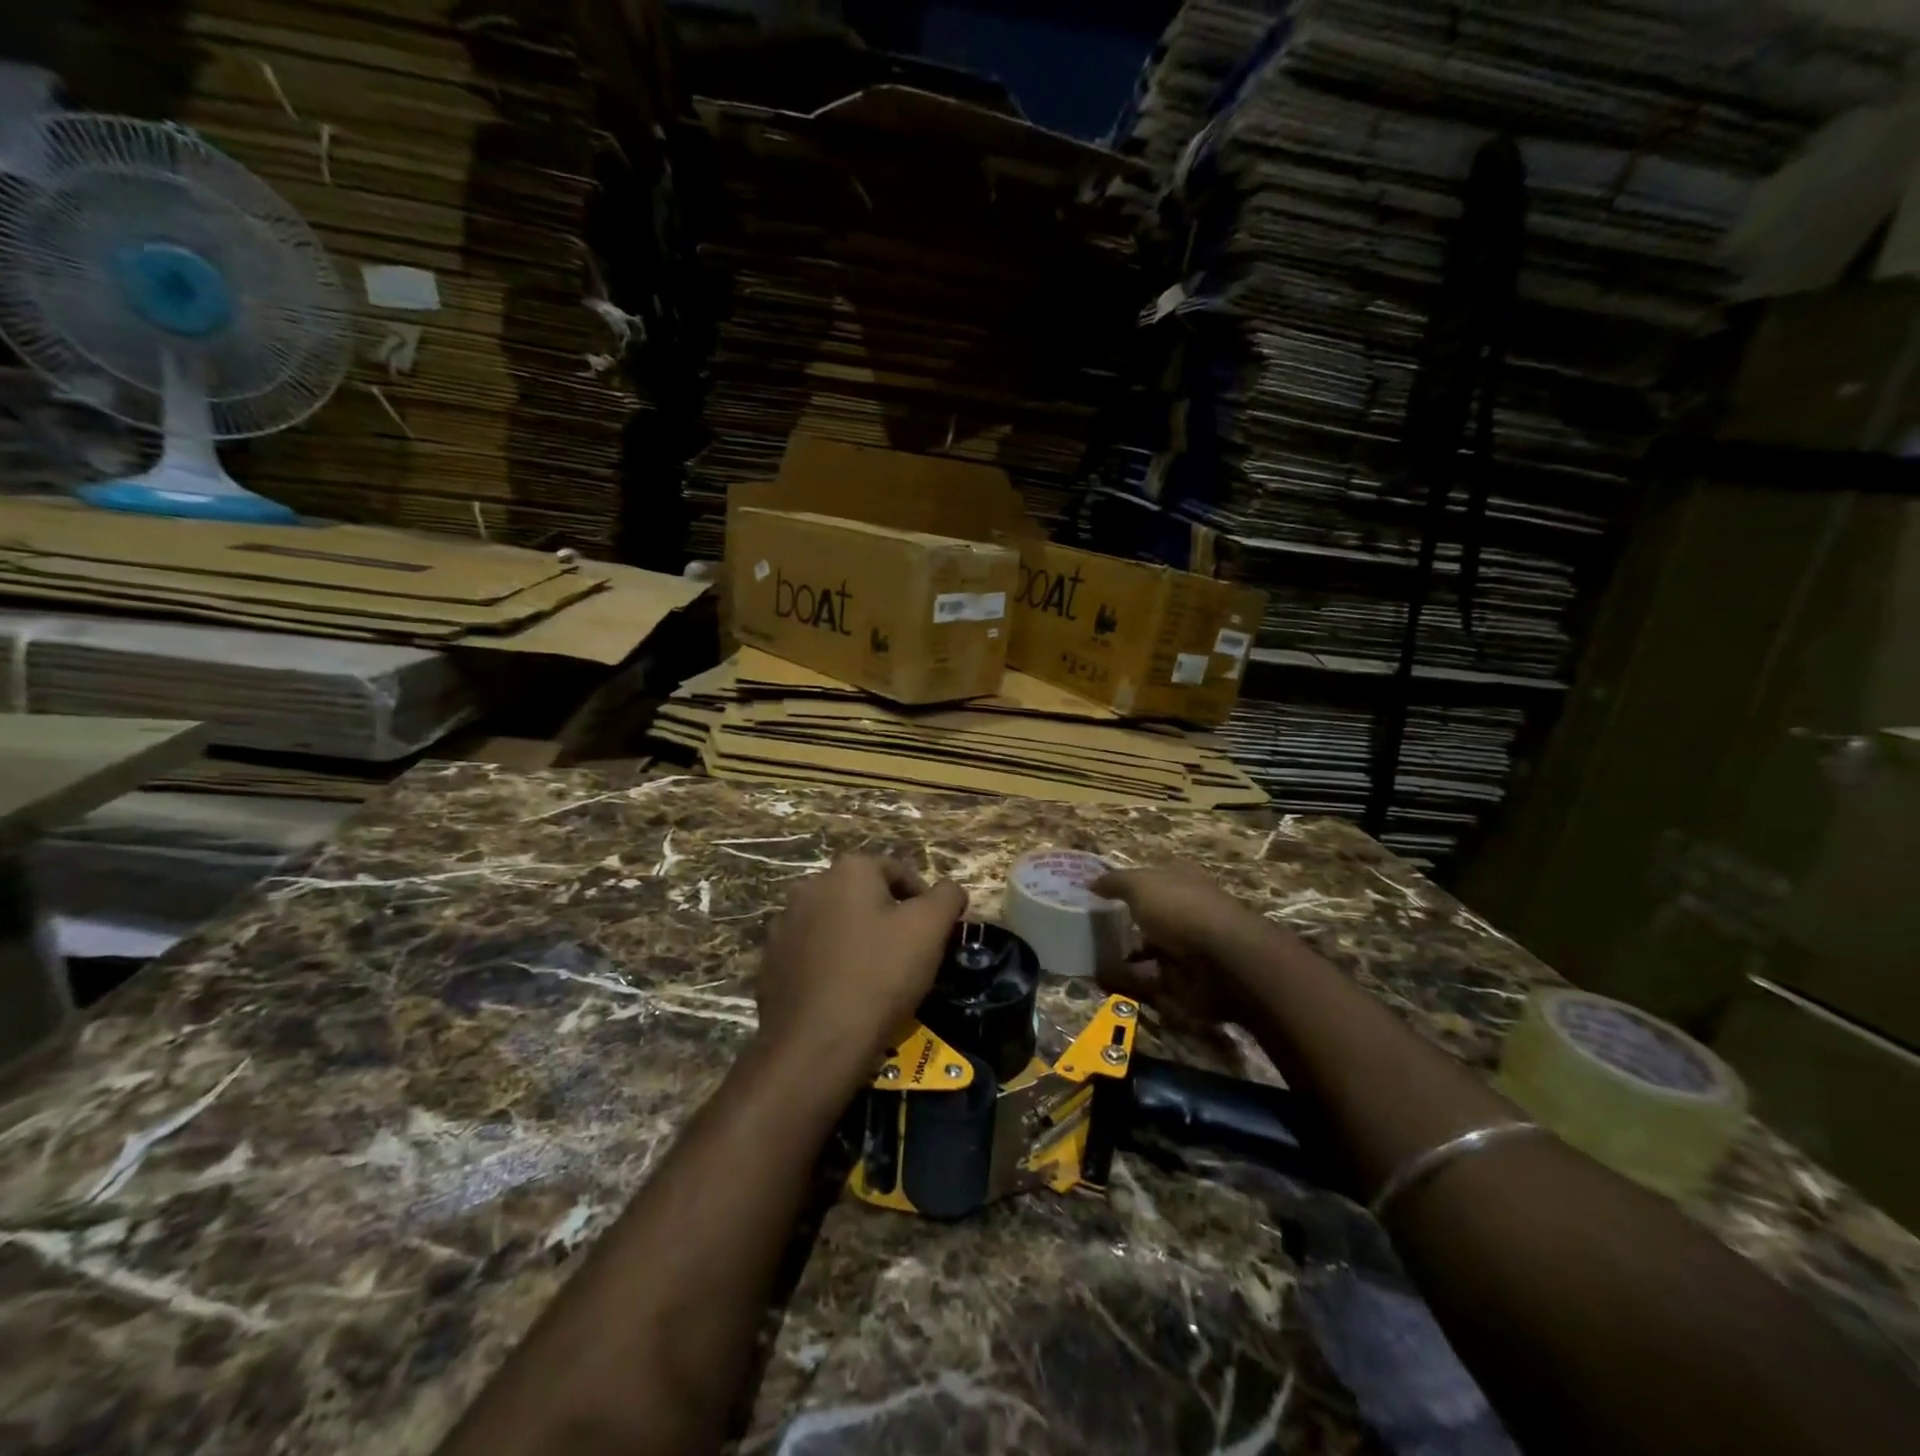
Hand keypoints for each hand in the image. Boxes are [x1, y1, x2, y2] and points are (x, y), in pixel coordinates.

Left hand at [756, 855, 967, 1069]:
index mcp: (849, 870)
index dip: (923, 900)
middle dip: (888, 919)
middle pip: (864, 896)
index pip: (898, 871)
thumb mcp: (931, 929)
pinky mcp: (770, 962)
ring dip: (858, 940)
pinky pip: (812, 954)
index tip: (935, 934)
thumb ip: (947, 897)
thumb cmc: (880, 975)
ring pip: (836, 925)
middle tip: (910, 955)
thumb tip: (950, 889)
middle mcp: (810, 887)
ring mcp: (784, 925)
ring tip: (878, 978)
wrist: (816, 1044)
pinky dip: (831, 965)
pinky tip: (846, 994)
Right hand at [1091, 866, 1262, 1029]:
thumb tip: (1091, 882)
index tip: (1097, 896)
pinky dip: (1129, 981)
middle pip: (1149, 916)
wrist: (1224, 963)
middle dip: (1124, 923)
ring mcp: (1187, 948)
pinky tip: (1102, 981)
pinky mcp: (1186, 981)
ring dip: (1124, 955)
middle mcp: (1186, 911)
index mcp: (1181, 881)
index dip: (1127, 885)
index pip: (1151, 878)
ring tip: (1089, 958)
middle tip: (1089, 930)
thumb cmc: (1181, 910)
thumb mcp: (1141, 885)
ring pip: (1149, 950)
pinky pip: (1150, 980)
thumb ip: (1115, 882)